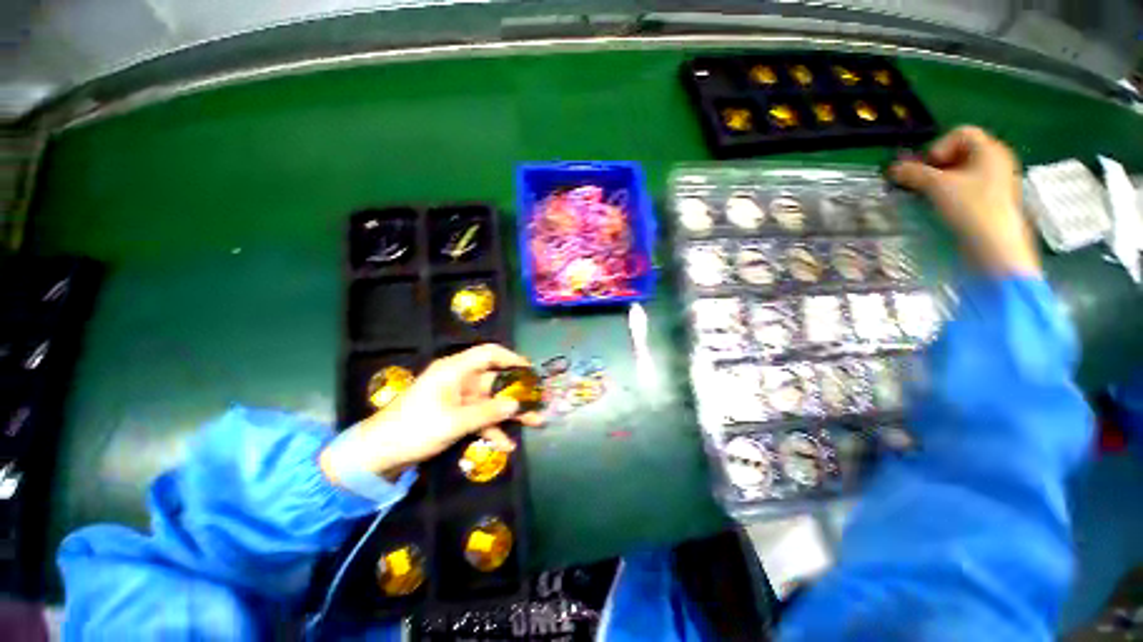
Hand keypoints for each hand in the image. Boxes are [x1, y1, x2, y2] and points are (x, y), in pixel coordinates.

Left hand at [321, 344, 542, 482]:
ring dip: (510, 412)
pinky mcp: (454, 415)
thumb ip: (488, 412)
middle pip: (495, 380)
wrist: (377, 455)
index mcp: (455, 370)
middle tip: (539, 400)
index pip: (489, 353)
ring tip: (534, 422)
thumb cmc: (415, 429)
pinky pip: (479, 417)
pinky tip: (506, 444)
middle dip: (517, 391)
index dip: (511, 358)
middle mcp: (458, 379)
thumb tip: (517, 403)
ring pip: (490, 400)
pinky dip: (492, 428)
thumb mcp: (454, 421)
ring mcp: (457, 398)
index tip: (530, 370)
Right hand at [889, 126, 1039, 275]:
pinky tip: (944, 205)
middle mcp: (997, 160)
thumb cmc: (972, 208)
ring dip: (942, 179)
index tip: (926, 168)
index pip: (960, 133)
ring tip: (930, 196)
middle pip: (962, 151)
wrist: (997, 246)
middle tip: (923, 182)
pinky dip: (953, 191)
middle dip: (937, 165)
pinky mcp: (993, 199)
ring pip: (964, 170)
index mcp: (989, 150)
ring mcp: (997, 180)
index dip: (938, 146)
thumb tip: (893, 169)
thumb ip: (913, 174)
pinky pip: (969, 185)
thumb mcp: (937, 187)